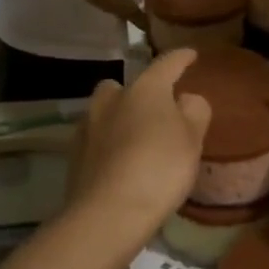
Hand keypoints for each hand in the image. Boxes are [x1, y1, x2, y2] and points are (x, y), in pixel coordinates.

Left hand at [66, 49, 212, 242]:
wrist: (108, 213)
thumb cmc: (160, 168)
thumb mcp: (193, 139)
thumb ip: (195, 111)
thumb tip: (185, 99)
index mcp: (145, 89)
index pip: (167, 64)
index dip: (181, 58)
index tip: (191, 55)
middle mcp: (112, 99)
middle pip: (125, 86)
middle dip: (138, 93)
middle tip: (156, 110)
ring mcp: (88, 126)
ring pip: (106, 112)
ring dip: (120, 118)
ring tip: (137, 139)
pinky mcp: (74, 155)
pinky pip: (97, 139)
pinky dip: (109, 144)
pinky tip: (120, 163)